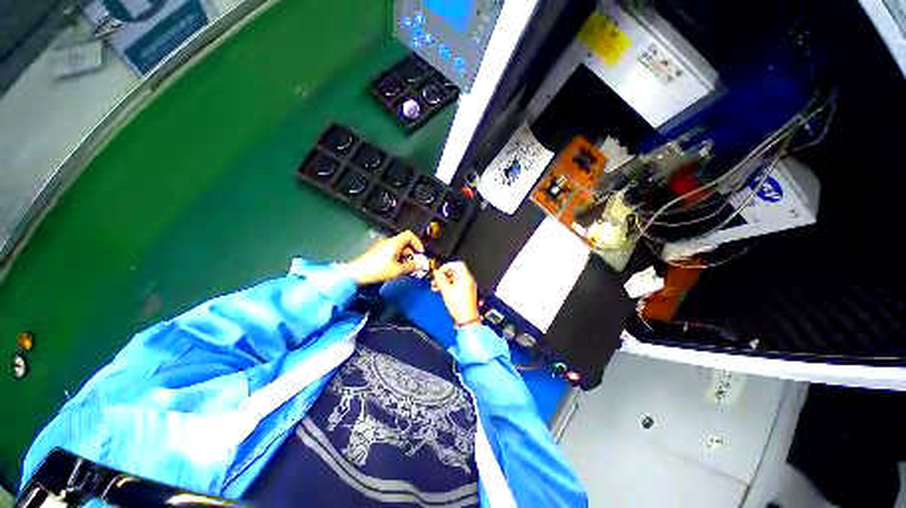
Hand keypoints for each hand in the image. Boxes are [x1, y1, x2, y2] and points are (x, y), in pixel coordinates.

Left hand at [346, 231, 424, 284]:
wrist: (357, 273)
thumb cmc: (378, 270)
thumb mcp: (398, 270)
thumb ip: (411, 267)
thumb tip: (420, 265)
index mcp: (395, 243)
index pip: (409, 235)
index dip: (417, 242)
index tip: (420, 252)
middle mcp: (388, 242)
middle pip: (404, 242)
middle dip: (411, 252)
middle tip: (414, 263)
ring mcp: (382, 247)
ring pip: (398, 248)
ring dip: (404, 256)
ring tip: (405, 268)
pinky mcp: (377, 253)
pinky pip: (391, 252)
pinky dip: (397, 258)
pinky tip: (396, 268)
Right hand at [432, 261, 479, 325]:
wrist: (467, 318)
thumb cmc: (459, 305)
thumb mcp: (446, 290)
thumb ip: (440, 279)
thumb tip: (436, 273)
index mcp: (465, 277)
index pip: (457, 264)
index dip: (447, 266)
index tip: (440, 272)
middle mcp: (468, 280)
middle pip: (456, 271)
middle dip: (445, 274)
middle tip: (437, 279)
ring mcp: (469, 286)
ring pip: (456, 278)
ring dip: (447, 280)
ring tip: (437, 286)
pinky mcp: (468, 291)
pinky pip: (459, 284)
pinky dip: (451, 285)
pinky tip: (443, 290)